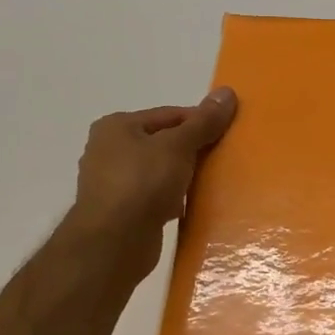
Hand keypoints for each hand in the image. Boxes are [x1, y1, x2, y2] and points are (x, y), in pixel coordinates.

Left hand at [62, 88, 237, 283]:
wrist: (113, 243)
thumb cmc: (142, 183)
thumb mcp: (178, 146)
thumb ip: (203, 122)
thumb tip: (227, 92)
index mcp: (116, 126)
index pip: (168, 115)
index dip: (199, 122)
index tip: (226, 134)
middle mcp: (108, 150)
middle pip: (163, 143)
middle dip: (191, 151)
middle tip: (222, 159)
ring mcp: (112, 183)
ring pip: (159, 172)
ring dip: (182, 177)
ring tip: (210, 184)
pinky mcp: (120, 212)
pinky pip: (153, 198)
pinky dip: (171, 200)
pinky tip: (189, 207)